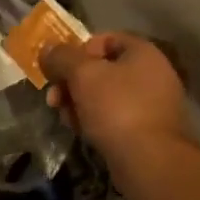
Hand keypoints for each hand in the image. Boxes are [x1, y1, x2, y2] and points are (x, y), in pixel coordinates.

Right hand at [40, 32, 187, 156]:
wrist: (149, 160)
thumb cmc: (117, 108)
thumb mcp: (83, 74)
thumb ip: (62, 57)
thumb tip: (47, 50)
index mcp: (143, 52)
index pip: (105, 39)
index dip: (78, 50)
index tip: (59, 69)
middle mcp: (152, 74)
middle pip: (102, 70)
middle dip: (73, 82)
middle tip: (54, 98)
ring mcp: (152, 104)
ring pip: (105, 96)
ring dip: (79, 103)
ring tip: (65, 118)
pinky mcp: (147, 131)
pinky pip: (115, 117)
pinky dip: (95, 121)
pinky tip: (81, 132)